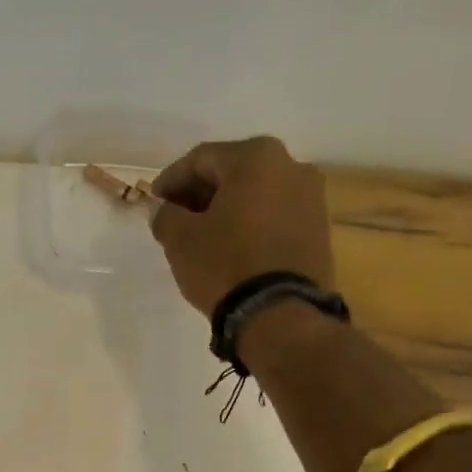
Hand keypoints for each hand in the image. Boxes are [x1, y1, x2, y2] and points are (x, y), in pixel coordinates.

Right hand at [149, 136, 336, 314]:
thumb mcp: (180, 240)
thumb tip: (162, 209)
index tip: (153, 202)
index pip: (200, 159)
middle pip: (232, 172)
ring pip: (255, 194)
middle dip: (200, 193)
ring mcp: (311, 197)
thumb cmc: (225, 265)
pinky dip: (249, 224)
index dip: (170, 180)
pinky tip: (231, 247)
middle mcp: (291, 165)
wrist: (281, 314)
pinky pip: (274, 216)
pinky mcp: (319, 229)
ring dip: (226, 209)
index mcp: (255, 157)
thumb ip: (165, 215)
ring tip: (202, 237)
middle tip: (175, 218)